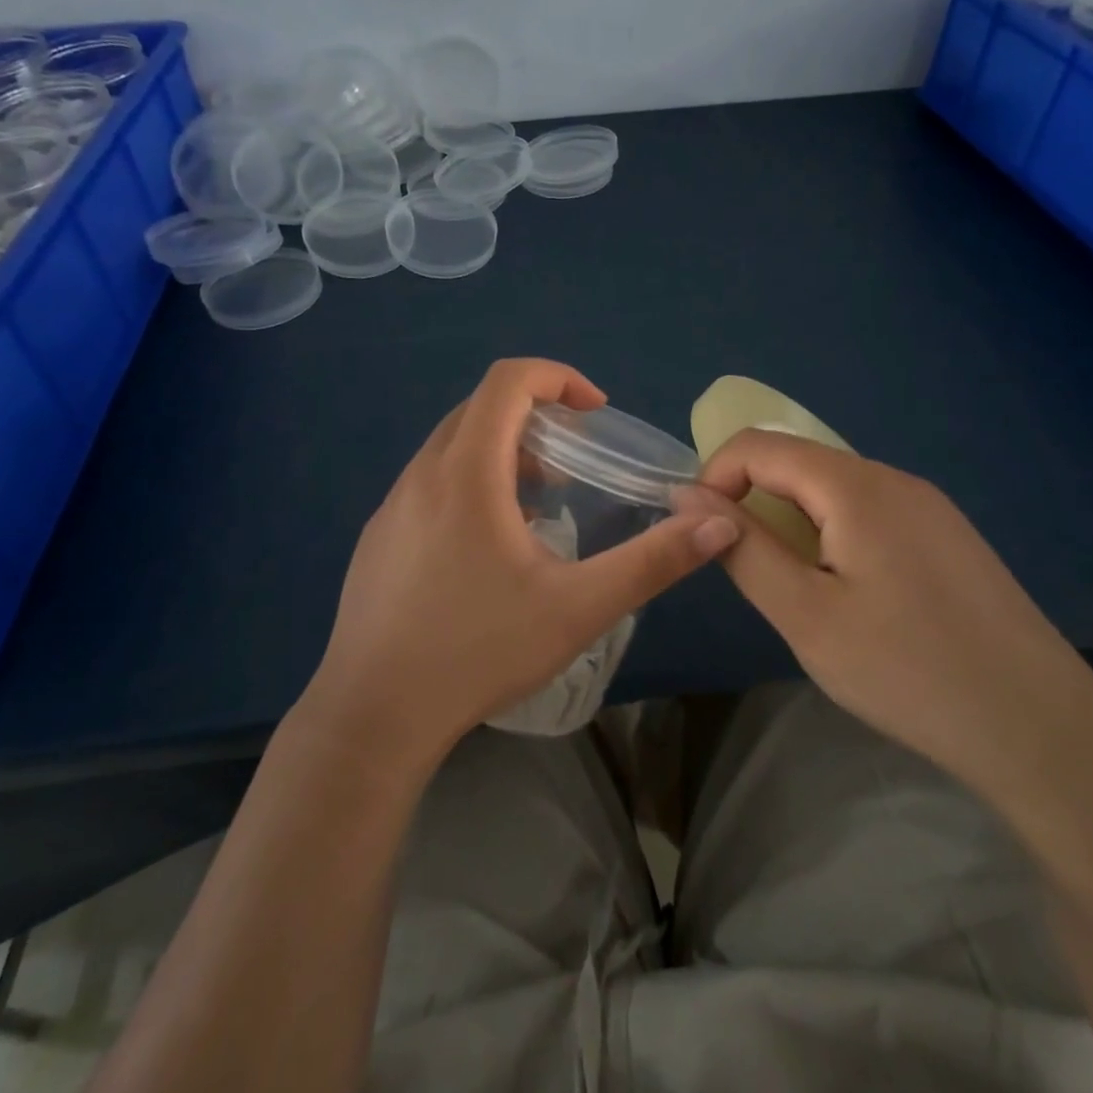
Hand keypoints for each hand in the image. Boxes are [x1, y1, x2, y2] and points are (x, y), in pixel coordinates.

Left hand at [301, 359, 739, 772]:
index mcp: (466, 472)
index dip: (557, 378)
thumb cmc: (479, 652)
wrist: (374, 714)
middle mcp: (422, 474)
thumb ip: (653, 561)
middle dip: (534, 416)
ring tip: (540, 503)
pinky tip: (491, 547)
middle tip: (574, 460)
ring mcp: (391, 505)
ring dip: (501, 452)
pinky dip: (470, 482)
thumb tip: (718, 523)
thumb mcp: (579, 607)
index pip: (507, 380)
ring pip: (452, 446)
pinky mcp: (378, 537)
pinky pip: (430, 482)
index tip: (594, 412)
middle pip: (479, 408)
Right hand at [694, 430, 1092, 784]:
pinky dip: (834, 535)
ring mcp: (930, 506)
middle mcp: (895, 478)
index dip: (715, 478)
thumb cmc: (907, 671)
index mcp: (856, 486)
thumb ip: (742, 548)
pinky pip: (871, 512)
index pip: (758, 445)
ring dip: (794, 522)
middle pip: (798, 462)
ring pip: (834, 489)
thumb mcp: (805, 614)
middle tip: (754, 575)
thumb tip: (688, 496)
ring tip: (801, 592)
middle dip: (754, 502)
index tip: (704, 537)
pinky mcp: (949, 536)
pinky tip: (853, 596)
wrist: (1040, 729)